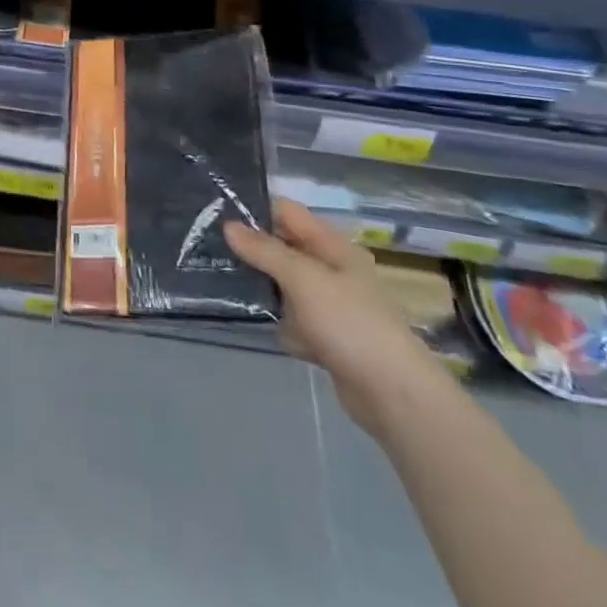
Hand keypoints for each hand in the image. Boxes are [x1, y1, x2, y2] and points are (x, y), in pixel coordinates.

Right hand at [224, 201, 449, 432]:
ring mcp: (332, 306)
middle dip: (254, 251)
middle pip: (285, 249)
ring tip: (224, 283)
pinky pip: (295, 320)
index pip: (288, 214)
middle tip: (213, 250)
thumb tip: (229, 225)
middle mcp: (334, 270)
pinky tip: (264, 328)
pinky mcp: (329, 338)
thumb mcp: (302, 277)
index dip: (256, 212)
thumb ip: (264, 250)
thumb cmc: (349, 322)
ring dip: (264, 288)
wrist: (393, 395)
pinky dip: (282, 323)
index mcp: (334, 247)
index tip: (217, 216)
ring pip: (286, 286)